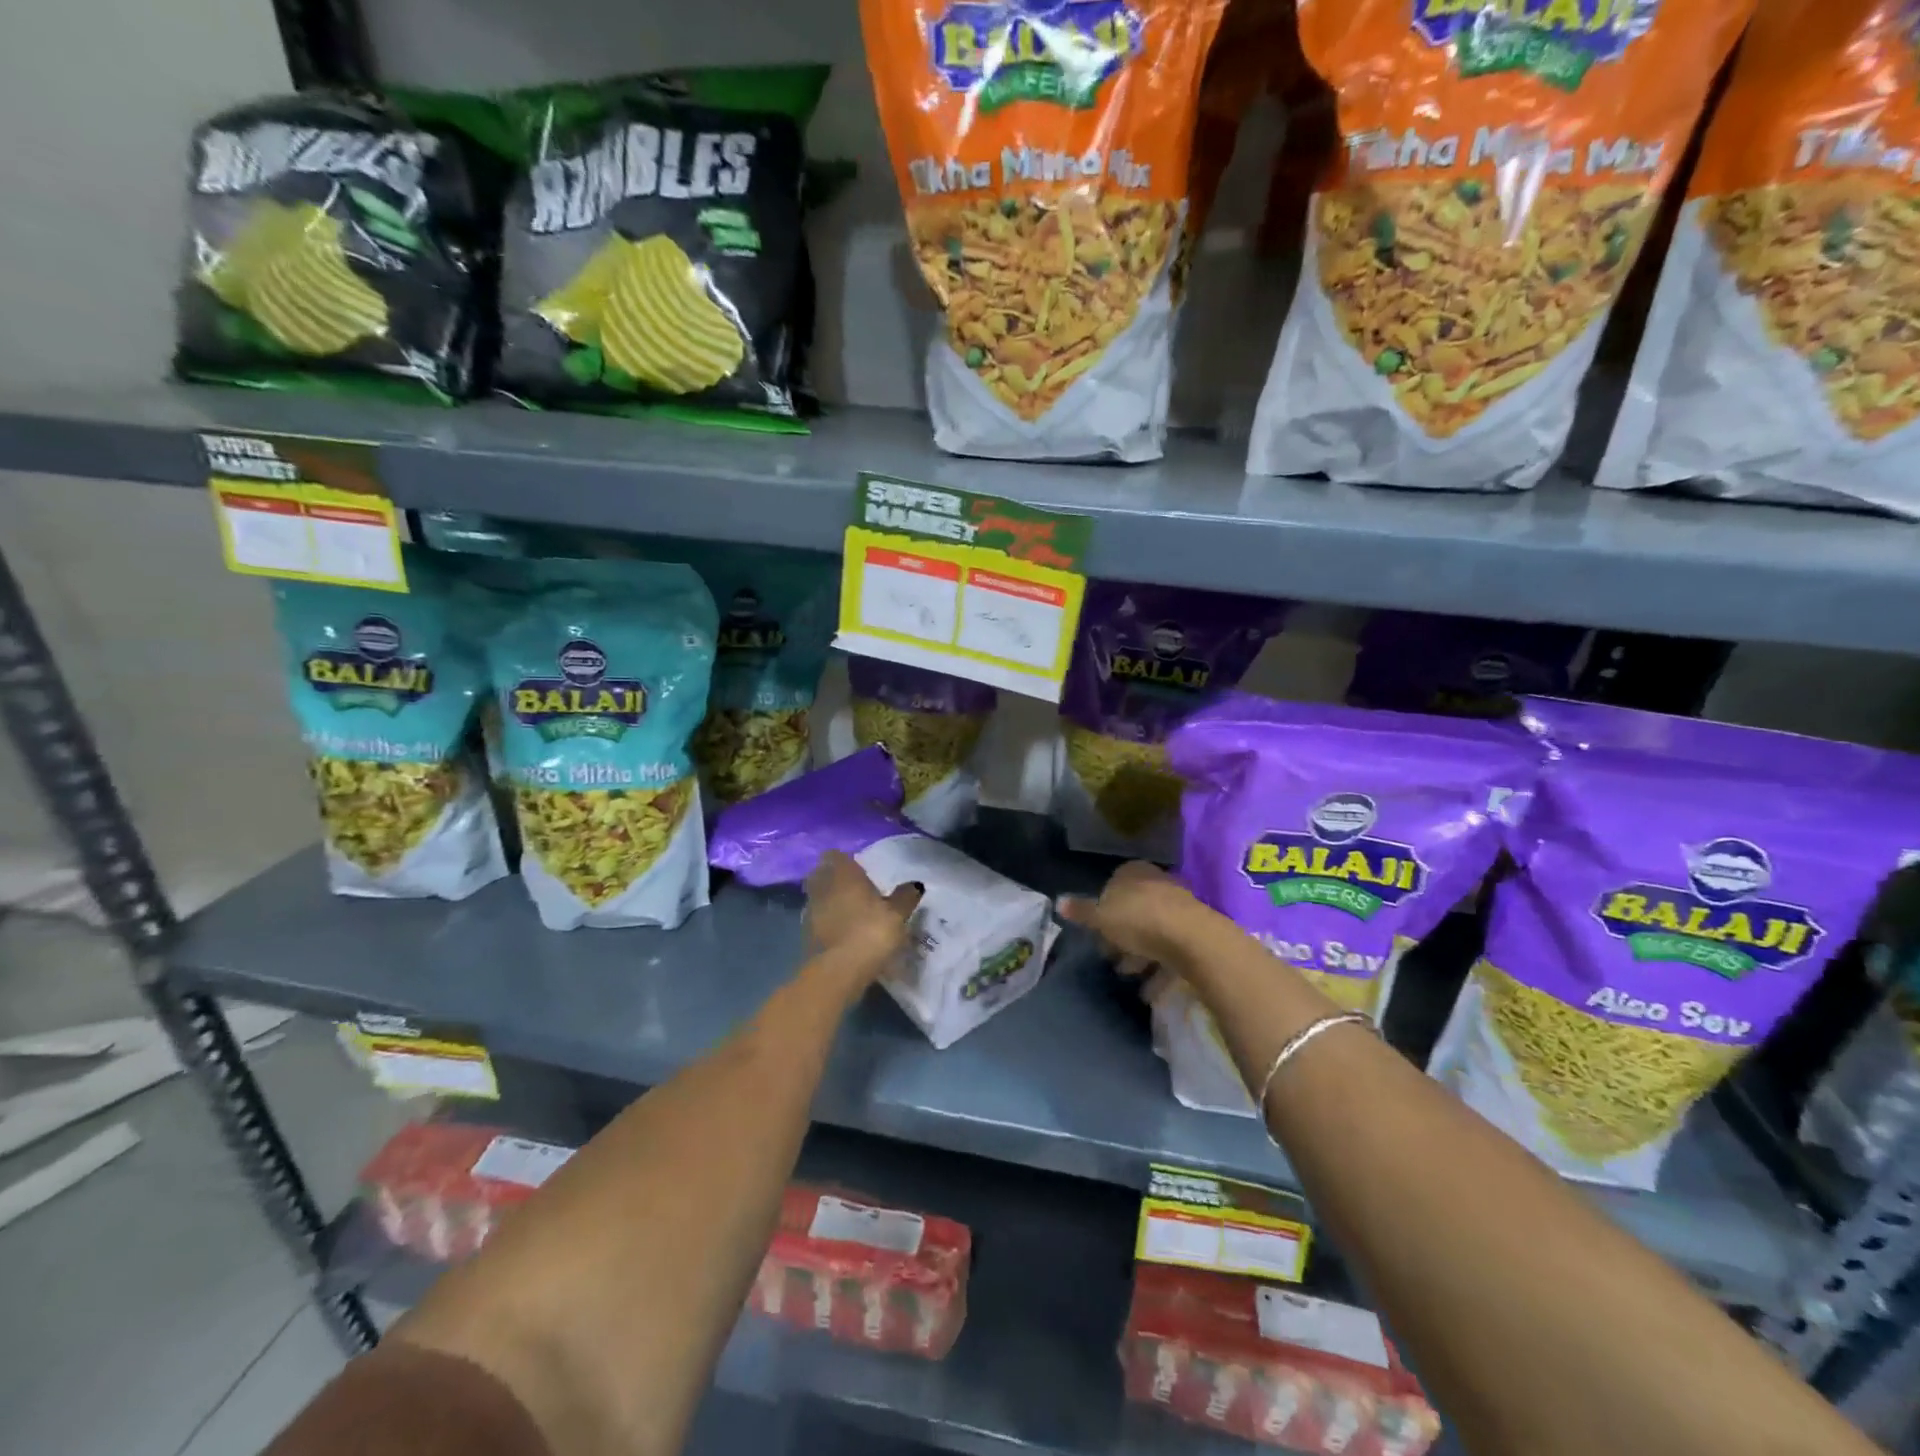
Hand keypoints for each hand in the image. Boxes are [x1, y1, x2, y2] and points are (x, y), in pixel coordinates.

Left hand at [804, 851, 921, 976]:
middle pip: (821, 874)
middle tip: (852, 888)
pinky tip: (841, 932)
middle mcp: (823, 887)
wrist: (839, 971)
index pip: (835, 855)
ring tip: (848, 911)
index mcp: (843, 875)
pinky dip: (826, 922)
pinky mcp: (805, 935)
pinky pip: (816, 920)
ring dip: (828, 901)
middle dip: (832, 878)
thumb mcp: (897, 914)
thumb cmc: (871, 932)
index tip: (858, 868)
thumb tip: (915, 884)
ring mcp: (811, 911)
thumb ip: (905, 897)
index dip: (844, 860)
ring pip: (817, 897)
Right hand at [1056, 861, 1208, 971]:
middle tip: (1112, 959)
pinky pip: (1170, 948)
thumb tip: (1058, 902)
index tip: (1097, 935)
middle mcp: (1157, 883)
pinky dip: (1159, 967)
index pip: (1112, 886)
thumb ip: (1081, 911)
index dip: (1102, 911)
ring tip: (1131, 977)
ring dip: (1140, 954)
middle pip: (1133, 910)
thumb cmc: (1139, 920)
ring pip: (1152, 930)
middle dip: (1121, 936)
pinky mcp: (1195, 930)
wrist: (1193, 939)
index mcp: (1133, 872)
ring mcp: (1179, 906)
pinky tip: (1150, 988)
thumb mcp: (1102, 917)